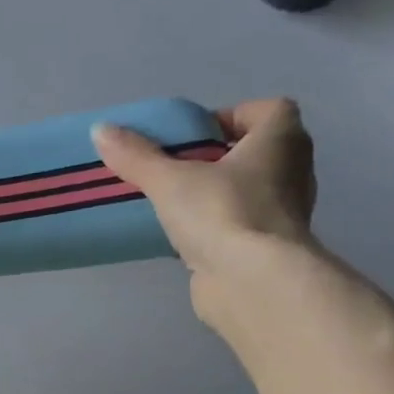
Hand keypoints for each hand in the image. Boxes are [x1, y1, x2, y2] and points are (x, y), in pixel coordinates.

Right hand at [92, 99, 317, 315]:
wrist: (252, 282)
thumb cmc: (222, 213)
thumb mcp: (170, 180)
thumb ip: (137, 156)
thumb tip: (100, 130)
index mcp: (281, 140)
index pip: (268, 111)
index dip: (232, 116)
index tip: (195, 135)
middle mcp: (293, 171)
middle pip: (256, 152)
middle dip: (219, 158)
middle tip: (177, 169)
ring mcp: (284, 214)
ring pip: (249, 192)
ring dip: (218, 195)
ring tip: (175, 205)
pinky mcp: (267, 250)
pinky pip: (240, 227)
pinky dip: (217, 229)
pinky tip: (185, 239)